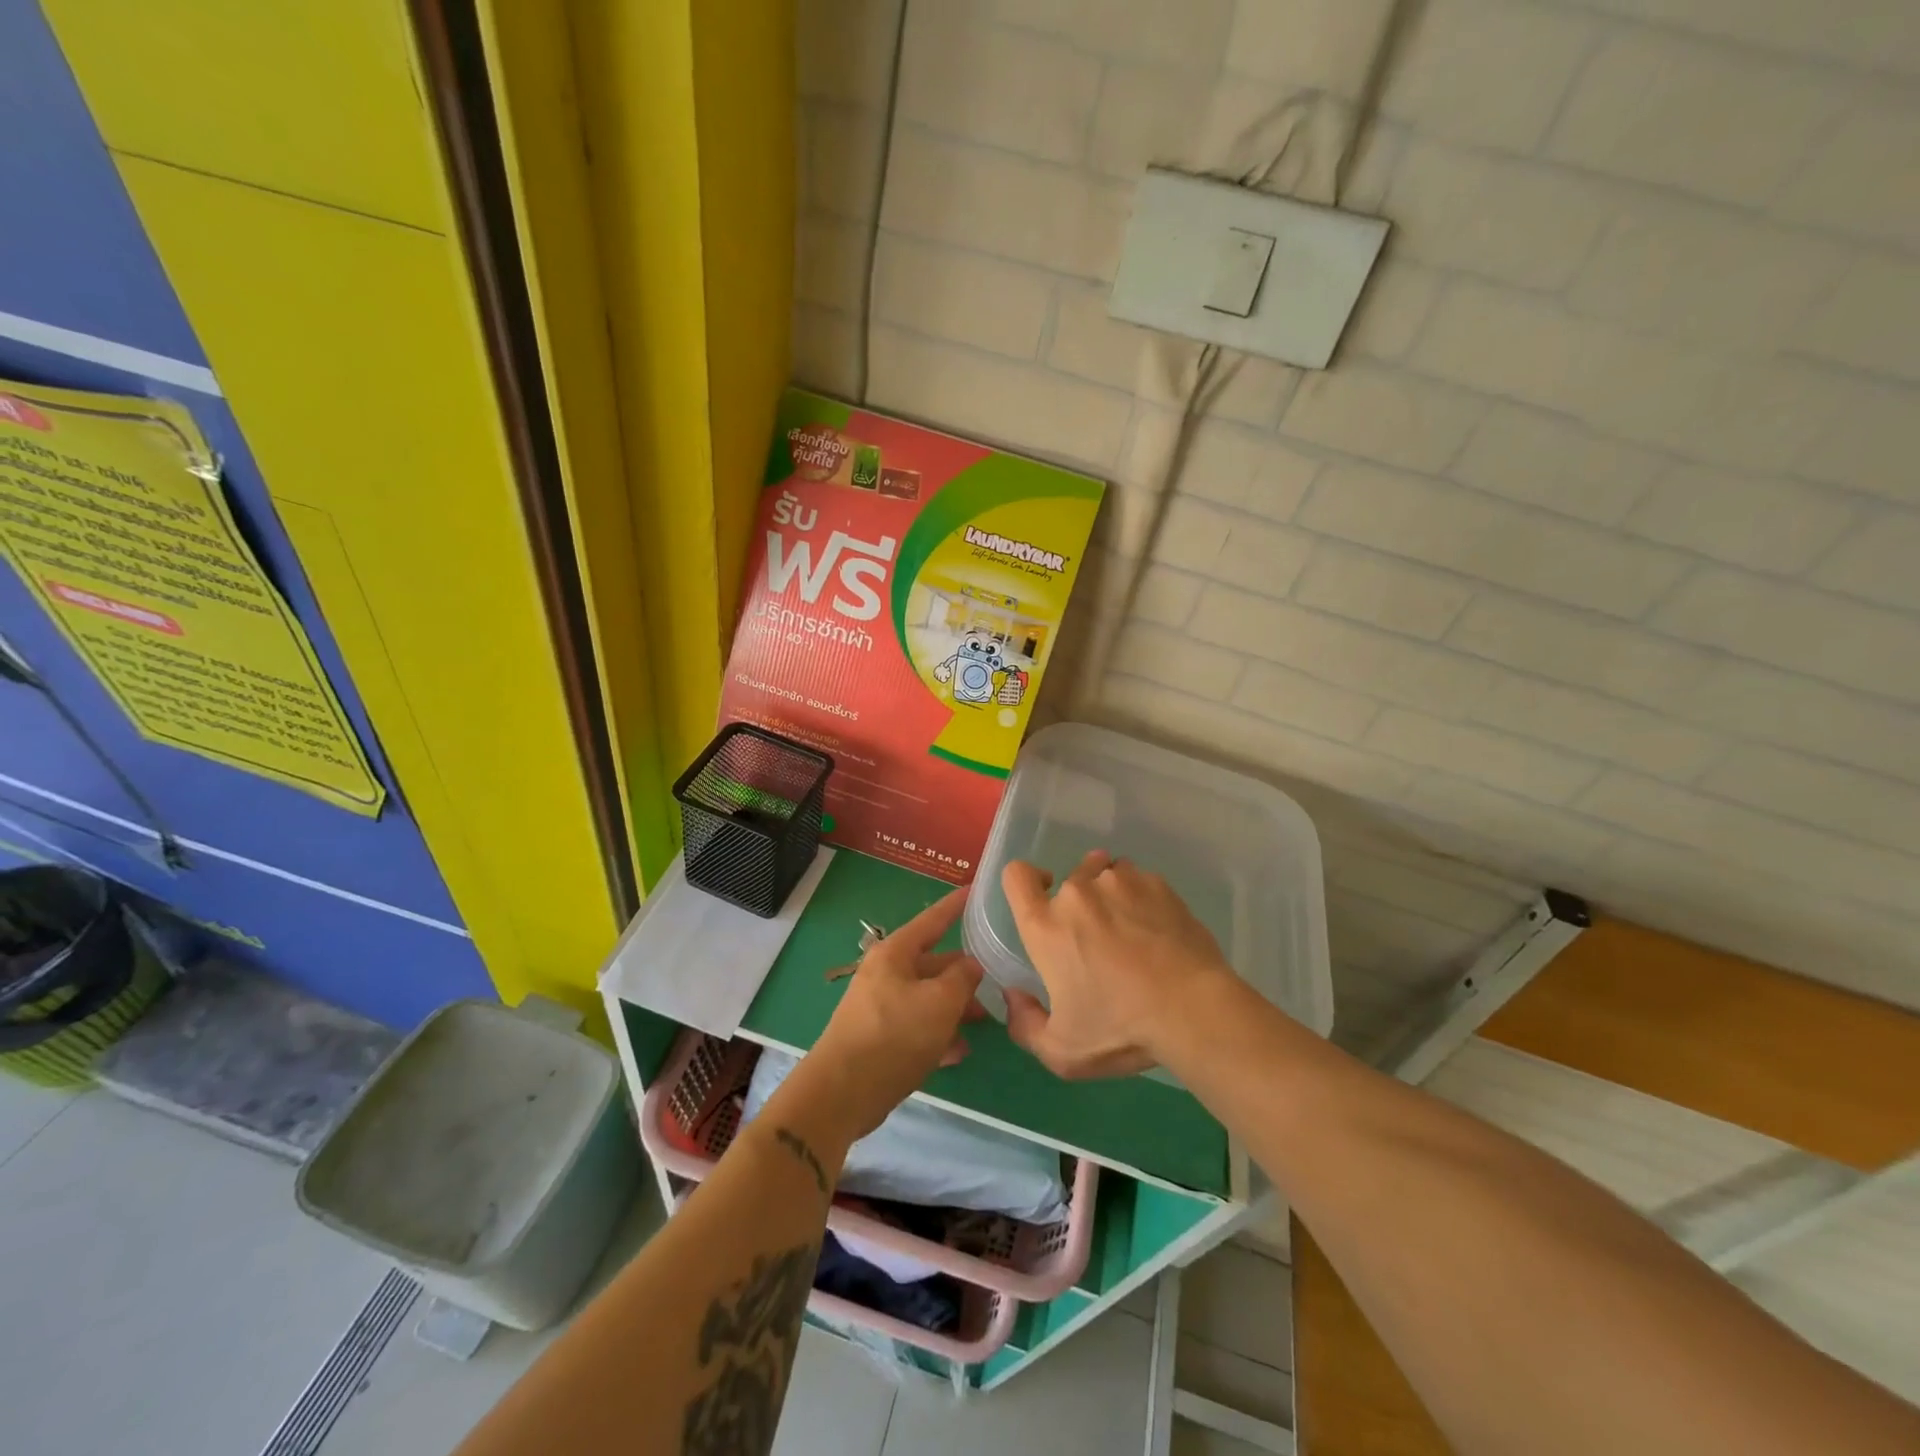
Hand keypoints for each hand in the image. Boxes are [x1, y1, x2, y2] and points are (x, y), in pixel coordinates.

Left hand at [802, 886, 984, 1142]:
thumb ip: (962, 979)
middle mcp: (886, 974)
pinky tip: (960, 1052)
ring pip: (927, 998)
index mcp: (895, 954)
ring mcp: (880, 1007)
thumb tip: (971, 965)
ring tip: (983, 1021)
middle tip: (996, 982)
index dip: (955, 906)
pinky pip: (916, 1027)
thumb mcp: (940, 1003)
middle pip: (932, 964)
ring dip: (954, 1008)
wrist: (842, 1093)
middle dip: (963, 975)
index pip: (932, 920)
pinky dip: (938, 1035)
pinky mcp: (879, 1039)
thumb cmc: (895, 1035)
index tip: (975, 890)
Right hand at [1001, 851, 1233, 1078]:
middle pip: (1068, 879)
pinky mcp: (1157, 884)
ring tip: (1132, 931)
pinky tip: (1159, 931)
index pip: (1017, 876)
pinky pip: (1140, 881)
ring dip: (1111, 896)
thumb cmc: (1121, 1029)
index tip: (1042, 900)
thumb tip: (1014, 995)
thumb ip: (1025, 1025)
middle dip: (1079, 903)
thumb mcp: (1063, 1052)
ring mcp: (1120, 882)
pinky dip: (1143, 899)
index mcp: (1046, 926)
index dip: (1025, 882)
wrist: (1193, 1009)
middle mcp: (1077, 893)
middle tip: (1101, 941)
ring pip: (1106, 875)